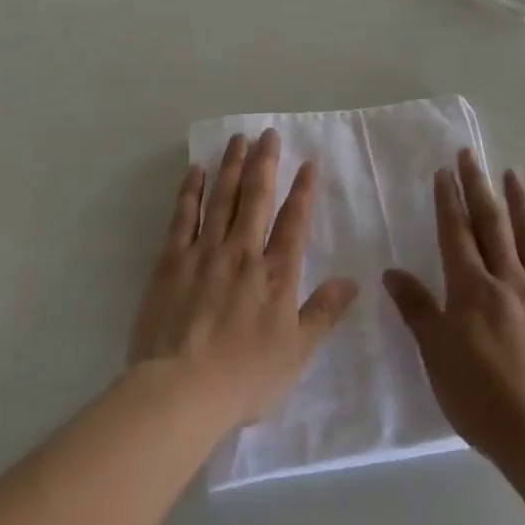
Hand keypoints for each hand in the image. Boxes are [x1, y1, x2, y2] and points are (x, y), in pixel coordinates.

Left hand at [129, 129, 358, 428]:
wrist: (181, 390)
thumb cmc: (244, 377)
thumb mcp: (296, 353)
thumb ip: (324, 313)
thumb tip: (353, 281)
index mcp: (275, 274)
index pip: (294, 222)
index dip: (303, 190)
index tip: (308, 161)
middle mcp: (242, 252)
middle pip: (256, 198)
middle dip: (265, 163)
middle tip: (268, 134)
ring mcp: (205, 252)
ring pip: (222, 198)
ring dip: (232, 166)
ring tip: (238, 139)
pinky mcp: (171, 260)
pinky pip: (183, 216)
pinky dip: (191, 191)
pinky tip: (196, 170)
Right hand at [383, 150, 524, 472]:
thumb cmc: (482, 400)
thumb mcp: (437, 357)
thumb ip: (417, 310)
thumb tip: (392, 272)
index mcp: (472, 290)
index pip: (457, 233)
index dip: (449, 201)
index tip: (444, 172)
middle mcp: (508, 281)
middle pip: (492, 225)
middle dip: (479, 187)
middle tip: (472, 155)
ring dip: (520, 203)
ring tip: (513, 174)